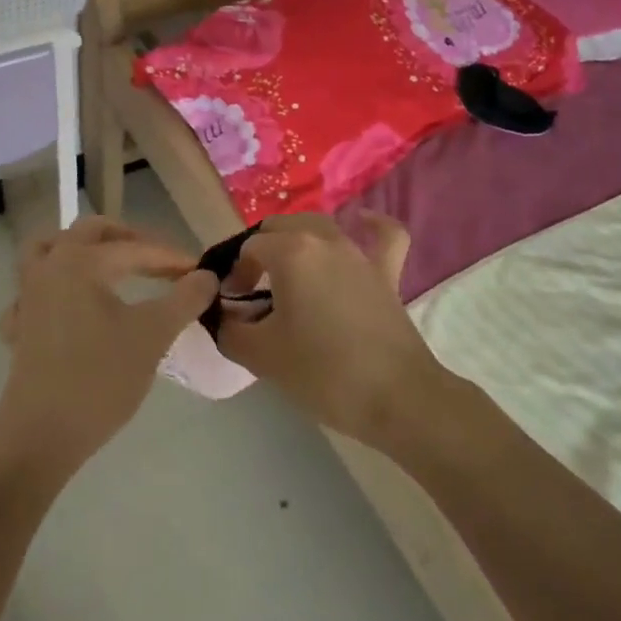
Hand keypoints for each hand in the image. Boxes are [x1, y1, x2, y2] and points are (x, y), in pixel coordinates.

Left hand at [0, 216, 212, 469]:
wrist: (41, 436)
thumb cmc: (100, 379)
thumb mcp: (152, 336)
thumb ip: (184, 299)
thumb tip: (206, 276)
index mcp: (80, 261)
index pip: (135, 248)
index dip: (170, 257)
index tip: (199, 271)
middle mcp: (50, 267)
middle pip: (89, 232)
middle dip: (127, 239)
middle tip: (157, 259)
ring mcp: (27, 296)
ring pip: (50, 250)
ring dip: (82, 250)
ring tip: (109, 265)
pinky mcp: (18, 326)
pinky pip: (32, 291)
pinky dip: (52, 287)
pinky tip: (68, 306)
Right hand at [216, 212, 449, 451]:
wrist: (396, 398)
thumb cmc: (322, 373)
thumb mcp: (261, 356)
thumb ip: (231, 331)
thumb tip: (224, 319)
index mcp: (291, 252)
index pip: (249, 248)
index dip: (235, 273)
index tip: (232, 304)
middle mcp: (324, 239)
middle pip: (281, 228)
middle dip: (260, 251)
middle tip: (253, 289)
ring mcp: (359, 253)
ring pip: (321, 226)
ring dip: (299, 240)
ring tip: (288, 269)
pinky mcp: (387, 273)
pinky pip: (384, 236)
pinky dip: (373, 226)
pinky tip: (363, 222)